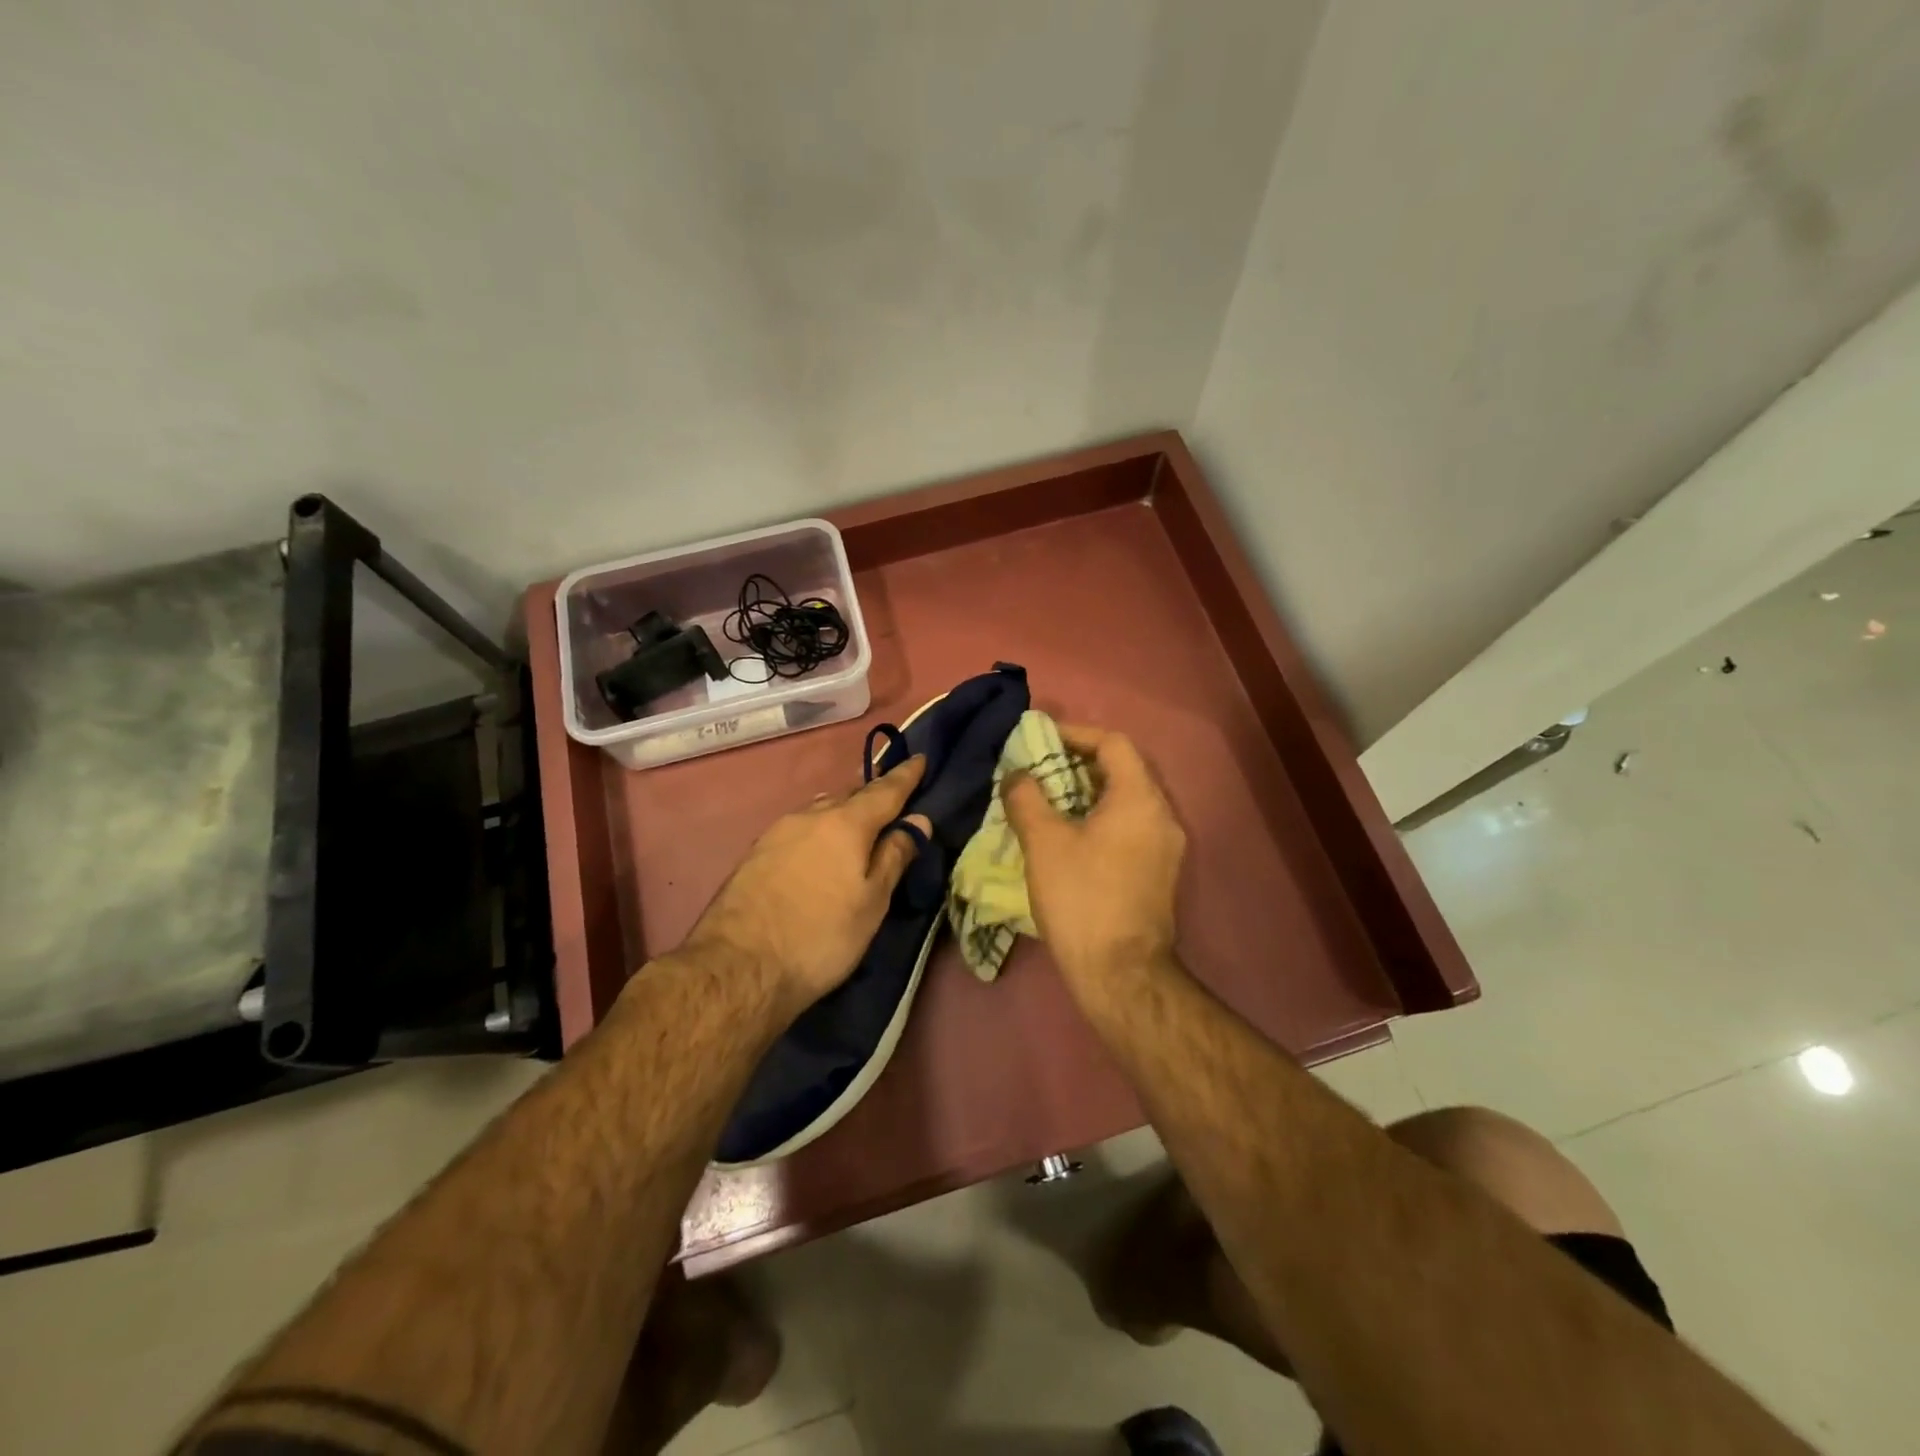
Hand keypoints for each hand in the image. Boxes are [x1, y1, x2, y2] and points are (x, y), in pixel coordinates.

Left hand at [683, 756, 932, 1014]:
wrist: (738, 967)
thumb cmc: (820, 936)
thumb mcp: (872, 902)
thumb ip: (895, 856)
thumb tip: (917, 820)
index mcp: (846, 823)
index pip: (885, 790)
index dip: (906, 775)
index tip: (920, 758)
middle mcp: (810, 816)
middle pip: (850, 795)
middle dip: (873, 795)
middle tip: (892, 799)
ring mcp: (778, 832)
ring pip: (820, 810)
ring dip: (843, 811)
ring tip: (857, 824)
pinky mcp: (756, 853)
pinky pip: (799, 828)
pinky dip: (819, 830)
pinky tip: (819, 848)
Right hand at [1003, 725, 1185, 989]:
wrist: (1121, 973)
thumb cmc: (1081, 898)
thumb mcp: (1043, 842)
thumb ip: (1027, 798)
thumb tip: (1017, 775)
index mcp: (1139, 798)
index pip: (1113, 743)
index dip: (1076, 734)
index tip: (1041, 741)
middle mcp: (1162, 815)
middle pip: (1123, 770)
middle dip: (1079, 764)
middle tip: (1041, 771)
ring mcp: (1167, 846)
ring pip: (1127, 801)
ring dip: (1089, 793)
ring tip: (1050, 802)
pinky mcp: (1160, 872)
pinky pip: (1131, 827)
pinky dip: (1101, 819)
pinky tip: (1071, 837)